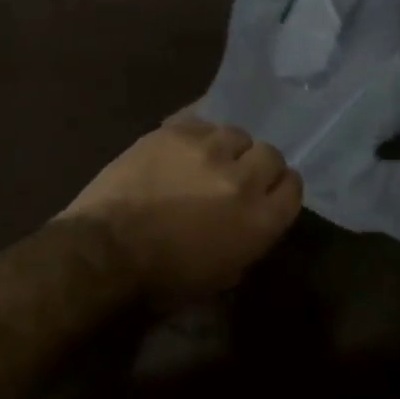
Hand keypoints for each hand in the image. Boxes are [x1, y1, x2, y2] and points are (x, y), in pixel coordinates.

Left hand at [60, 116, 302, 307]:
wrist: (106, 250)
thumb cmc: (164, 277)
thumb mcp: (223, 274)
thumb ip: (250, 239)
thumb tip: (254, 217)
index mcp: (260, 219)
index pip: (293, 186)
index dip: (279, 188)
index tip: (265, 193)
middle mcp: (242, 177)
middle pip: (270, 154)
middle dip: (256, 165)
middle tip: (234, 177)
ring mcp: (208, 149)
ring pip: (235, 133)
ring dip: (225, 148)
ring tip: (203, 161)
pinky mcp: (175, 131)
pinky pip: (201, 122)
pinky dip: (195, 136)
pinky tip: (180, 150)